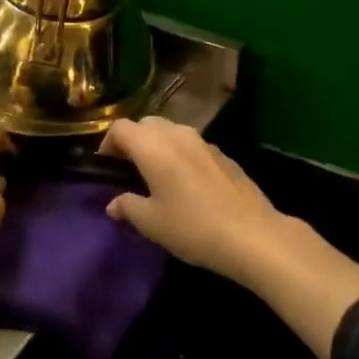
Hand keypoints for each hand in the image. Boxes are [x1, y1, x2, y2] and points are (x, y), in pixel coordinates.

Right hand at [99, 117, 300, 284]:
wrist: (252, 234)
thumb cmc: (192, 226)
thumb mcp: (151, 223)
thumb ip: (127, 207)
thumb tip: (113, 203)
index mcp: (152, 145)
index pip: (120, 128)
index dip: (107, 144)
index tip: (106, 168)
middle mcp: (176, 134)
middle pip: (146, 124)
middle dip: (133, 141)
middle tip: (128, 170)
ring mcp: (203, 142)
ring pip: (171, 132)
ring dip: (158, 146)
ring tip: (156, 176)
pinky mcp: (223, 154)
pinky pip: (192, 146)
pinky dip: (181, 155)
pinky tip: (186, 184)